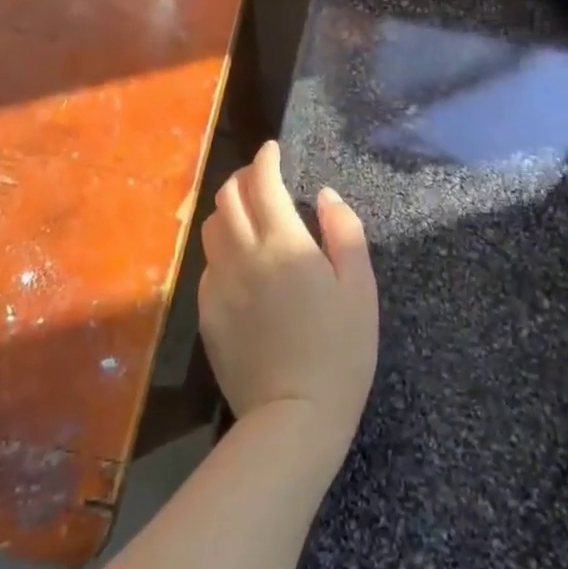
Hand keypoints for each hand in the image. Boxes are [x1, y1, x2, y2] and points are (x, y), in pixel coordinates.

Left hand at [199, 141, 378, 465]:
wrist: (293, 418)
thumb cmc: (340, 352)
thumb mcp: (360, 289)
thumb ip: (345, 232)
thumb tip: (326, 196)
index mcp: (283, 244)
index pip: (262, 183)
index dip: (266, 159)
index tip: (273, 150)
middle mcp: (242, 255)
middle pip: (228, 198)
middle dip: (243, 178)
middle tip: (263, 179)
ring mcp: (219, 285)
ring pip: (212, 228)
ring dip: (228, 210)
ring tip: (250, 214)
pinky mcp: (207, 313)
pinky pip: (209, 265)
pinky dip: (223, 248)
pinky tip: (242, 263)